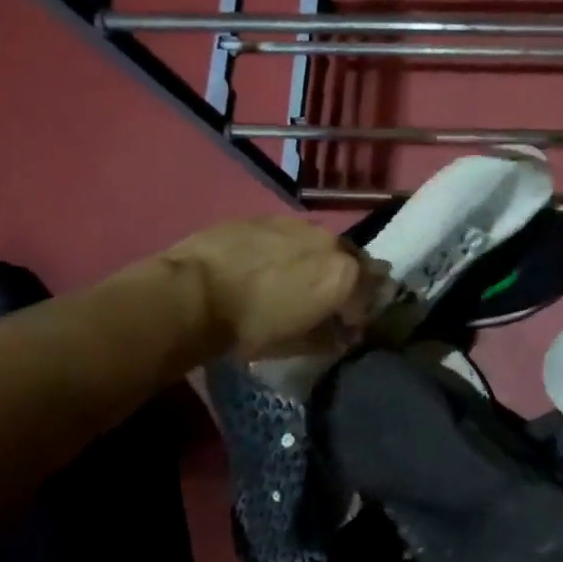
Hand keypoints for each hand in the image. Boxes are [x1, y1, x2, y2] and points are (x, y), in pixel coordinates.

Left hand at [157, 217, 379, 360]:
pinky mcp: (266, 217)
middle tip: (328, 299)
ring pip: (322, 243)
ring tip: (296, 278)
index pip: (371, 293)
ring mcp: (298, 224)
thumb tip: (343, 336)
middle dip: (348, 280)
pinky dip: (289, 249)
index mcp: (345, 275)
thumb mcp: (296, 344)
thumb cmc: (250, 328)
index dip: (362, 312)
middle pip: (354, 260)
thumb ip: (329, 338)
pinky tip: (267, 264)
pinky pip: (290, 234)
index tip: (348, 327)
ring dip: (319, 260)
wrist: (191, 293)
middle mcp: (331, 242)